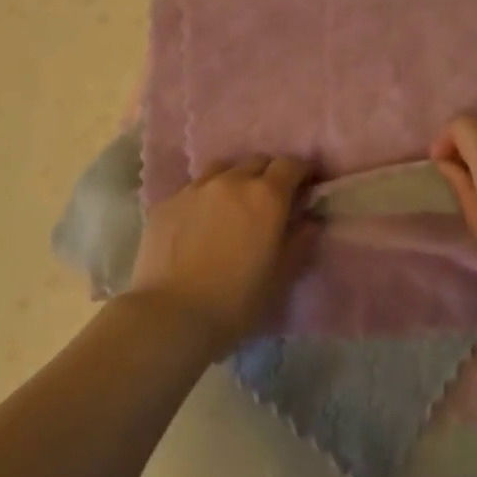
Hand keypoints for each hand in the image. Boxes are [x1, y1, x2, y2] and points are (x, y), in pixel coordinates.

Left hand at [129, 156, 310, 350]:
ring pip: (222, 169)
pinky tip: (198, 223)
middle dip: (268, 175)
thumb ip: (300, 241)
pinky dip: (203, 198)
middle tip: (270, 201)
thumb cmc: (236, 300)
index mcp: (265, 196)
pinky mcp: (166, 202)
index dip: (301, 172)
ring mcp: (194, 188)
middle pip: (256, 162)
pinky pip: (192, 189)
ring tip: (232, 205)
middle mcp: (231, 181)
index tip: (305, 186)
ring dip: (234, 180)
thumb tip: (310, 220)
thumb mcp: (280, 276)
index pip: (290, 164)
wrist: (171, 314)